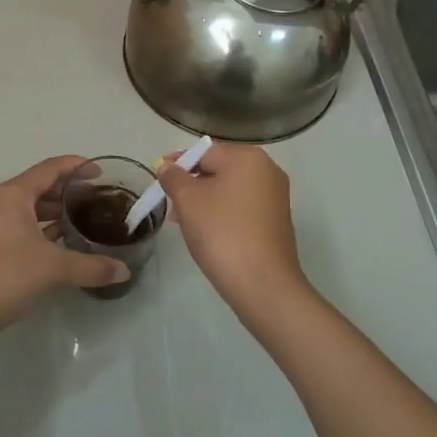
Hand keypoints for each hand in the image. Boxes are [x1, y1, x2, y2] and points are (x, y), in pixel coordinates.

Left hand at [0, 156, 129, 349]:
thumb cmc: (5, 277)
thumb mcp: (53, 269)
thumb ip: (92, 266)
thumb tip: (125, 271)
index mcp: (11, 195)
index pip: (50, 169)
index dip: (76, 167)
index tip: (101, 172)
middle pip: (38, 186)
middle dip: (67, 191)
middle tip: (97, 199)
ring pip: (28, 207)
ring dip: (54, 211)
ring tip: (83, 219)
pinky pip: (19, 223)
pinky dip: (40, 227)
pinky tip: (61, 241)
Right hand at [159, 143, 306, 321]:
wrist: (263, 285)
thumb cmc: (222, 233)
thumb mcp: (188, 200)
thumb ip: (173, 177)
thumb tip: (167, 167)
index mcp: (248, 157)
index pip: (203, 152)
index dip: (177, 164)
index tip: (159, 180)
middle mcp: (267, 170)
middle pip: (218, 169)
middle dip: (191, 184)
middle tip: (170, 203)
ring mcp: (276, 196)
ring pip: (229, 189)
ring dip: (205, 200)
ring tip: (183, 221)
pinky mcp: (277, 220)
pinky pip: (242, 206)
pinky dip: (223, 213)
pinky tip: (207, 232)